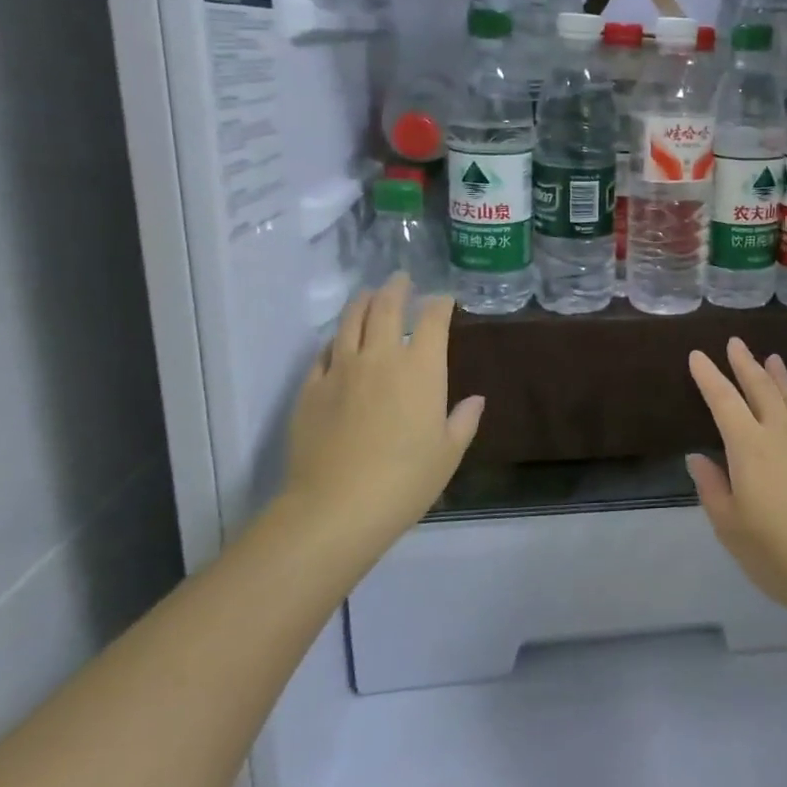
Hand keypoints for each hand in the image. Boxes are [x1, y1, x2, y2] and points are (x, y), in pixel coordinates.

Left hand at [281, 276, 483, 565]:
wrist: (336, 507)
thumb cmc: (406, 480)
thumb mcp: (448, 453)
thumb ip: (463, 421)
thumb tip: (475, 400)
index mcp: (422, 369)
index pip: (432, 320)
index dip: (439, 304)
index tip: (443, 299)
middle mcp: (381, 358)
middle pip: (386, 308)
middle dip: (397, 289)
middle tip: (401, 279)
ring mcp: (341, 370)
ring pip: (350, 321)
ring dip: (362, 302)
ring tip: (369, 294)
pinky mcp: (311, 388)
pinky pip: (323, 352)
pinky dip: (336, 340)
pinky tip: (339, 342)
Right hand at [687, 339, 786, 619]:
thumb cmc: (776, 550)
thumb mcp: (730, 526)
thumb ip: (712, 487)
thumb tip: (698, 458)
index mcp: (748, 446)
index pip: (723, 400)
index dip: (709, 376)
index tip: (698, 356)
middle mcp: (780, 432)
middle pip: (760, 387)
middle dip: (745, 363)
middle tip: (735, 342)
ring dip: (777, 376)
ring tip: (771, 358)